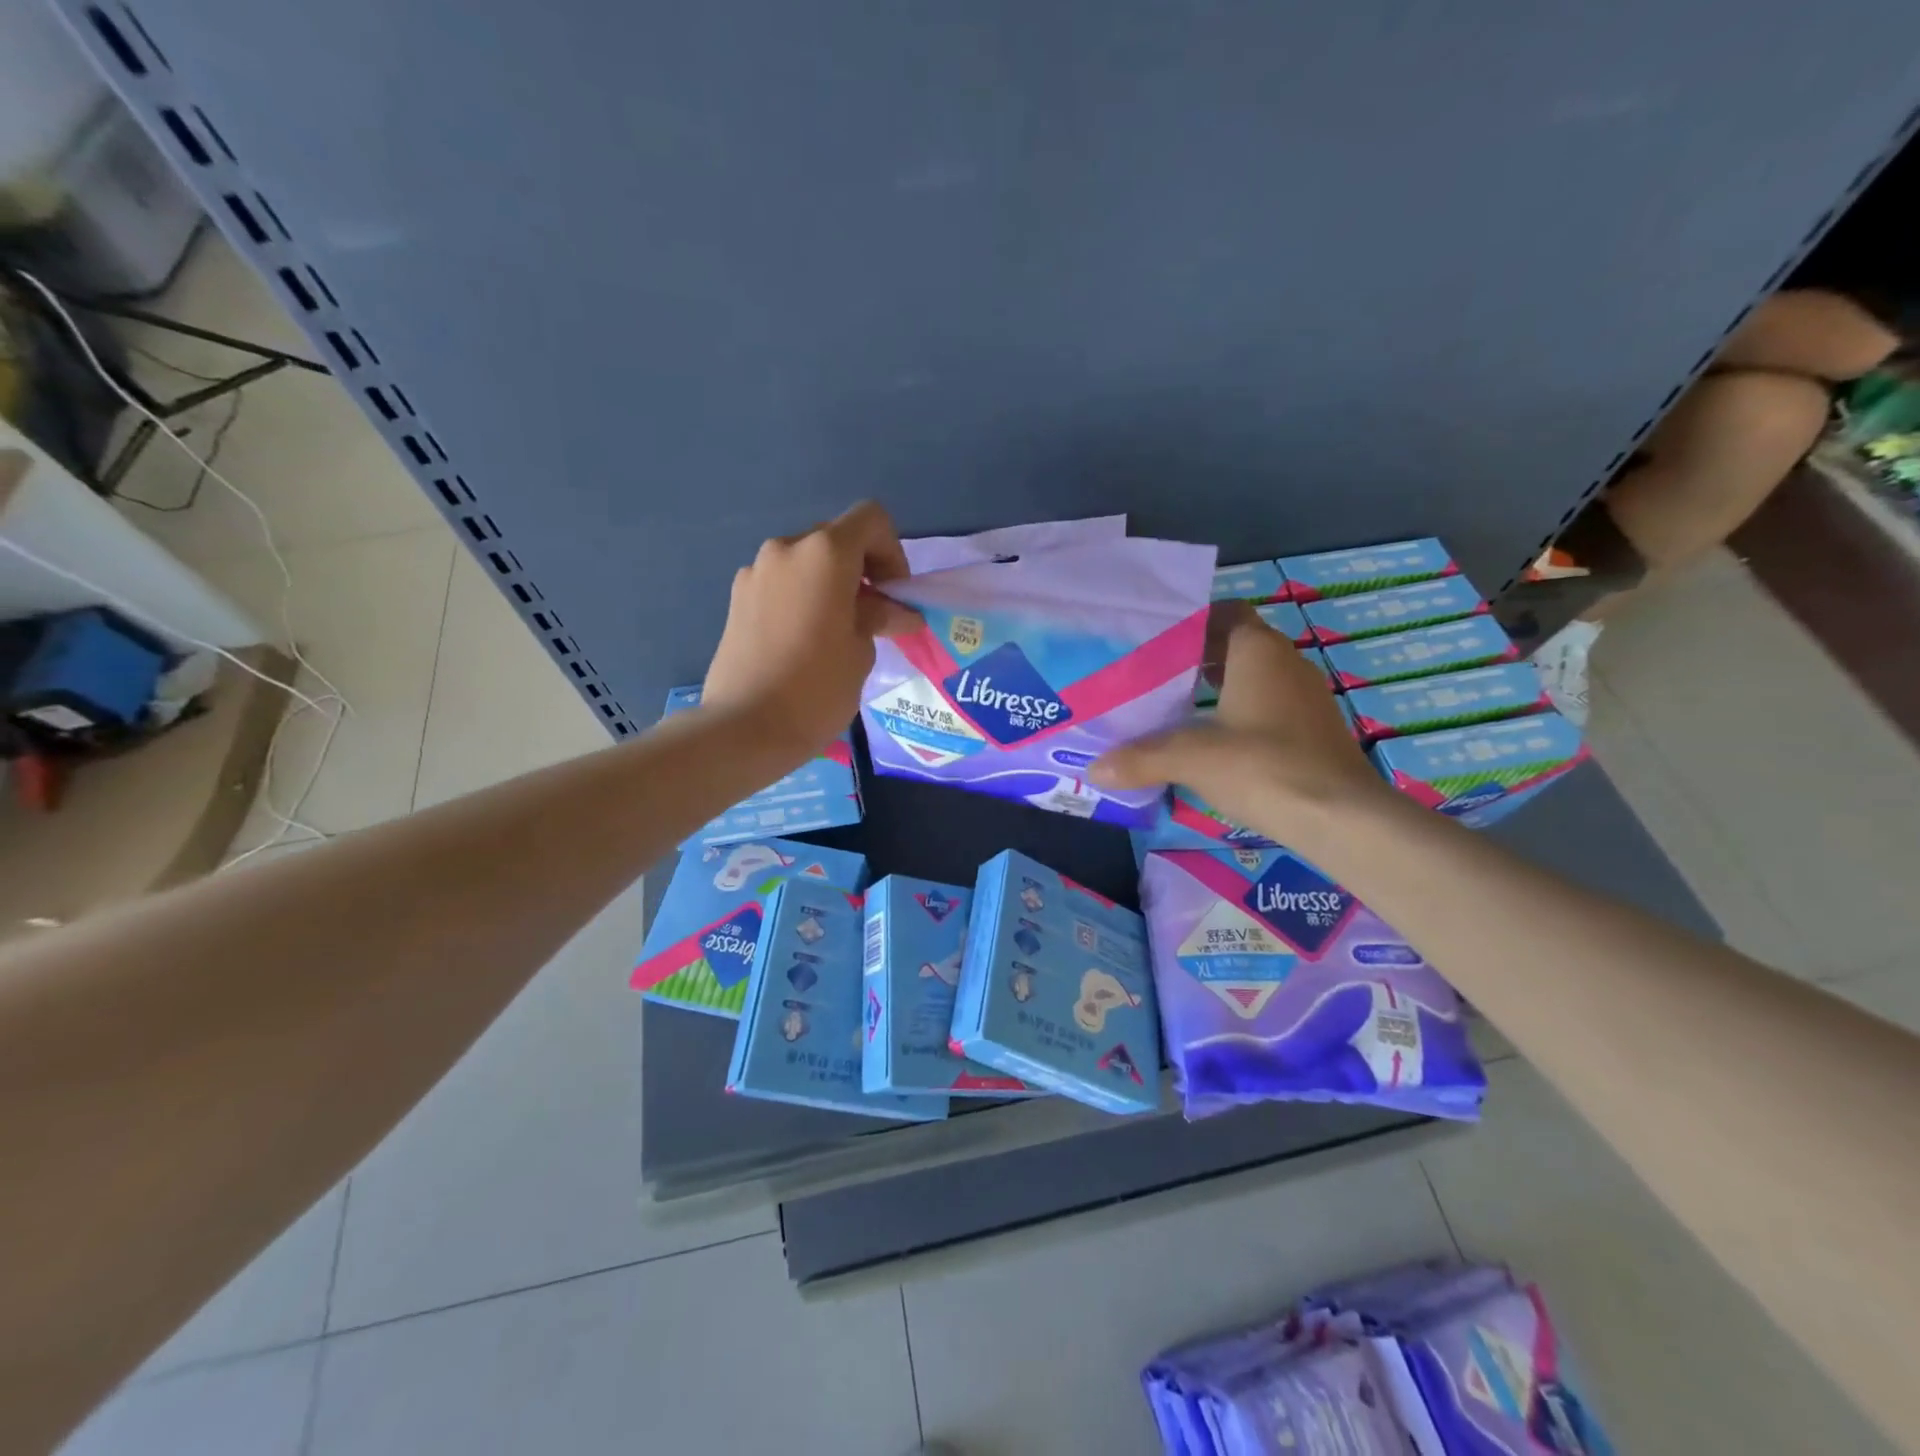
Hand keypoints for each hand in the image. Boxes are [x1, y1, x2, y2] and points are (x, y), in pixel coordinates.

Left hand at [702, 501, 921, 761]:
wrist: (744, 728)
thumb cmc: (816, 688)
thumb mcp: (861, 651)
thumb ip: (879, 618)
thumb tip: (897, 612)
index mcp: (824, 553)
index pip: (870, 520)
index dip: (892, 551)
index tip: (894, 593)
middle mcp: (786, 549)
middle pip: (837, 539)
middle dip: (862, 569)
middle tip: (874, 615)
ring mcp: (755, 572)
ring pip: (807, 562)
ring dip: (831, 584)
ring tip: (839, 630)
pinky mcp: (737, 598)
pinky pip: (782, 584)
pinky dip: (803, 597)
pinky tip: (806, 640)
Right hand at [1091, 602, 1393, 838]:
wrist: (1342, 818)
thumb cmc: (1264, 766)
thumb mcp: (1192, 759)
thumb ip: (1140, 758)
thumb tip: (1094, 769)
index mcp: (1258, 651)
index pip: (1224, 613)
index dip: (1191, 621)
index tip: (1154, 638)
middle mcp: (1285, 664)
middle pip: (1234, 646)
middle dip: (1195, 657)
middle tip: (1150, 673)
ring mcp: (1304, 698)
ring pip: (1251, 679)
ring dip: (1216, 688)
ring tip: (1172, 706)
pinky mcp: (1311, 731)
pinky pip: (1265, 707)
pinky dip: (1236, 713)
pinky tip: (1209, 741)